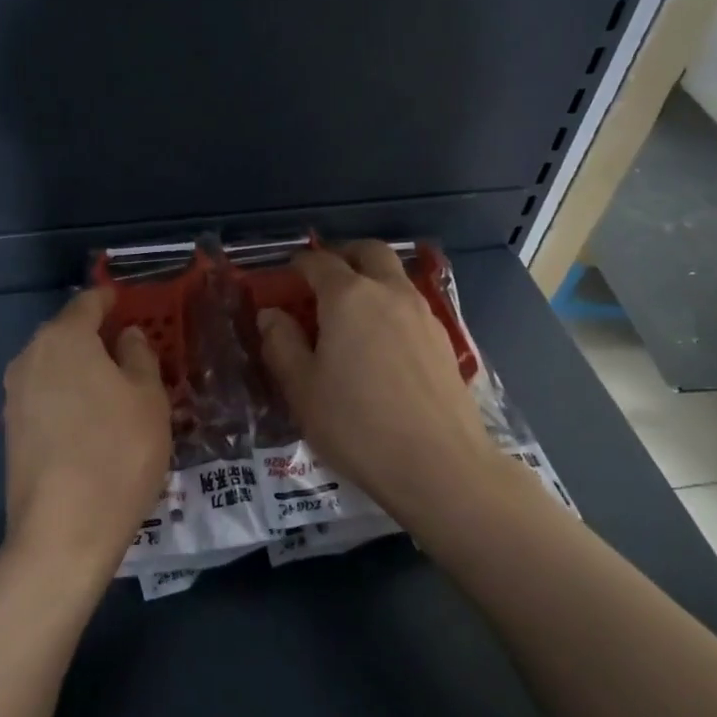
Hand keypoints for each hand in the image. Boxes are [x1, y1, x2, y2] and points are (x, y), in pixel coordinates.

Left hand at [1, 286, 172, 582]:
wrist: (63, 531)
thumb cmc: (118, 452)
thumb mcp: (148, 399)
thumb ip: (138, 356)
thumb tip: (125, 336)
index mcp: (63, 338)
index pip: (88, 302)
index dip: (111, 299)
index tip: (129, 304)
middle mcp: (30, 357)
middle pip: (66, 333)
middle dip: (96, 336)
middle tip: (131, 351)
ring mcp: (14, 395)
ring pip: (54, 366)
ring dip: (81, 369)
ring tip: (115, 388)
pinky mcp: (10, 430)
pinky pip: (45, 396)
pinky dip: (68, 396)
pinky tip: (91, 421)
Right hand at [257, 242, 493, 514]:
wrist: (439, 465)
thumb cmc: (356, 425)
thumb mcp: (302, 389)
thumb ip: (281, 344)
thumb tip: (271, 314)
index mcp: (348, 297)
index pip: (319, 262)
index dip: (300, 264)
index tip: (288, 273)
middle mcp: (389, 292)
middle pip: (368, 252)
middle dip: (344, 255)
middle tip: (324, 278)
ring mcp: (423, 314)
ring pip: (395, 276)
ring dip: (372, 278)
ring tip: (352, 312)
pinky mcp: (445, 341)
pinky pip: (412, 306)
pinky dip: (391, 306)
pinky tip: (382, 343)